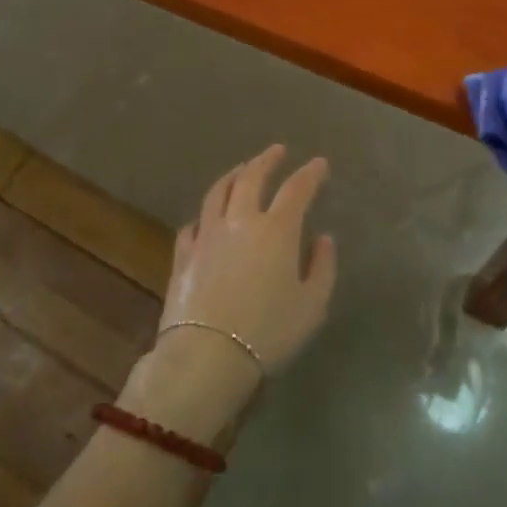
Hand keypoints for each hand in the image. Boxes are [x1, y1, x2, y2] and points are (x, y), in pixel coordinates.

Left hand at [159, 145, 337, 375]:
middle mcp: (240, 221)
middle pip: (252, 178)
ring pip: (218, 192)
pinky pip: (193, 224)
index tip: (320, 164)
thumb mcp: (312, 305)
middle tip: (277, 150)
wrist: (207, 356)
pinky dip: (205, 214)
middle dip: (266, 160)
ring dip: (233, 175)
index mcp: (277, 230)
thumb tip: (323, 239)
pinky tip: (208, 217)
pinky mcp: (183, 255)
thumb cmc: (268, 332)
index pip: (297, 189)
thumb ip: (322, 267)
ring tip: (242, 169)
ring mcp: (207, 235)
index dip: (310, 173)